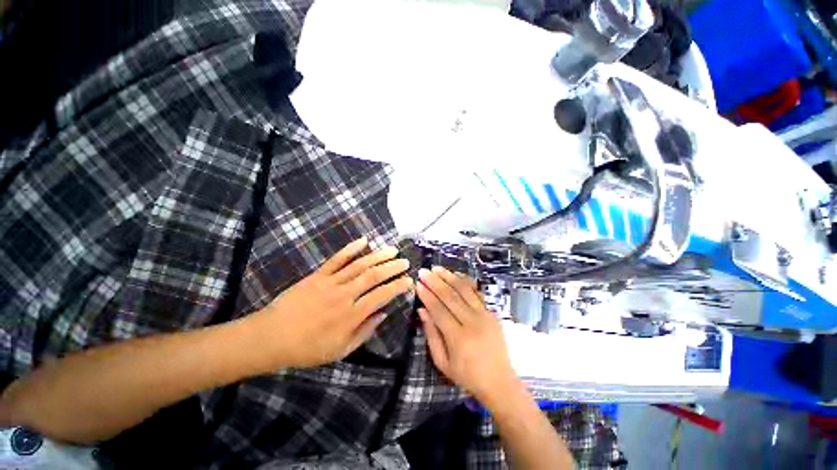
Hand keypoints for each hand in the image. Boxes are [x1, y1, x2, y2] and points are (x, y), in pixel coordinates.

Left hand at [249, 237, 412, 369]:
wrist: (271, 337)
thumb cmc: (307, 348)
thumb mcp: (340, 350)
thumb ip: (365, 331)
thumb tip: (383, 314)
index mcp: (351, 316)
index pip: (381, 296)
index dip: (398, 287)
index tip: (409, 281)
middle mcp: (344, 295)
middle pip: (373, 276)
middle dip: (392, 267)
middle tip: (405, 262)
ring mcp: (330, 282)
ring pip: (359, 265)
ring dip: (378, 256)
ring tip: (392, 250)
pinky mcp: (318, 275)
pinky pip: (337, 259)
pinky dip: (351, 248)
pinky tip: (364, 240)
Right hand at [415, 266, 519, 406]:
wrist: (499, 382)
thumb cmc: (467, 376)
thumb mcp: (443, 362)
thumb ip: (431, 334)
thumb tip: (422, 310)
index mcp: (458, 338)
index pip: (438, 309)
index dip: (426, 295)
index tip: (418, 283)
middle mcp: (472, 322)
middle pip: (450, 296)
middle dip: (435, 282)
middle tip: (424, 271)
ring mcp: (485, 315)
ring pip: (464, 290)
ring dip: (449, 277)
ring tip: (437, 268)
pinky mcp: (492, 313)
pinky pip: (477, 293)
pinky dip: (466, 282)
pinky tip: (456, 275)